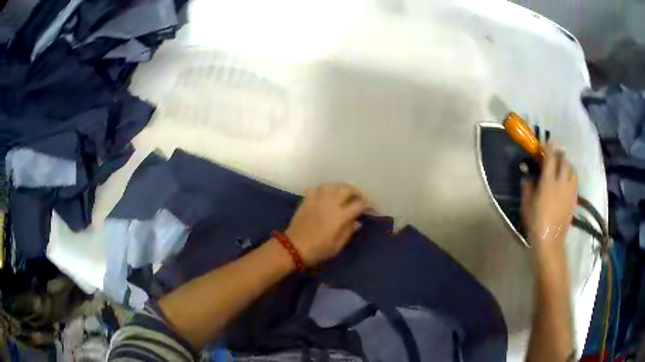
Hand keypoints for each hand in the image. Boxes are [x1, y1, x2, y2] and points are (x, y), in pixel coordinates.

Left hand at [285, 183, 370, 265]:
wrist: (293, 247)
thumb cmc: (318, 250)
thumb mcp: (337, 246)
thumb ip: (349, 231)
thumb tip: (357, 221)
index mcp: (340, 216)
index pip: (359, 204)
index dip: (367, 204)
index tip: (370, 207)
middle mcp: (330, 203)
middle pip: (347, 189)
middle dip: (356, 192)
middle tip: (359, 198)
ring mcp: (317, 199)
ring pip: (333, 185)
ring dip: (342, 188)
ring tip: (345, 193)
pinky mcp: (307, 199)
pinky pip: (318, 188)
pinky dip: (325, 189)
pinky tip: (327, 194)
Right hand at [521, 145, 577, 252]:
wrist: (550, 241)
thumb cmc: (536, 223)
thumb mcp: (526, 205)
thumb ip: (527, 187)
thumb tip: (527, 177)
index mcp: (549, 181)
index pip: (550, 156)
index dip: (546, 147)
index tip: (542, 146)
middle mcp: (562, 181)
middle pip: (564, 159)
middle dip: (558, 154)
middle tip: (551, 156)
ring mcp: (570, 190)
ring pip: (571, 169)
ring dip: (566, 165)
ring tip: (560, 169)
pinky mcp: (574, 199)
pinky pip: (574, 181)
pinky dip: (570, 177)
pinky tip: (565, 183)